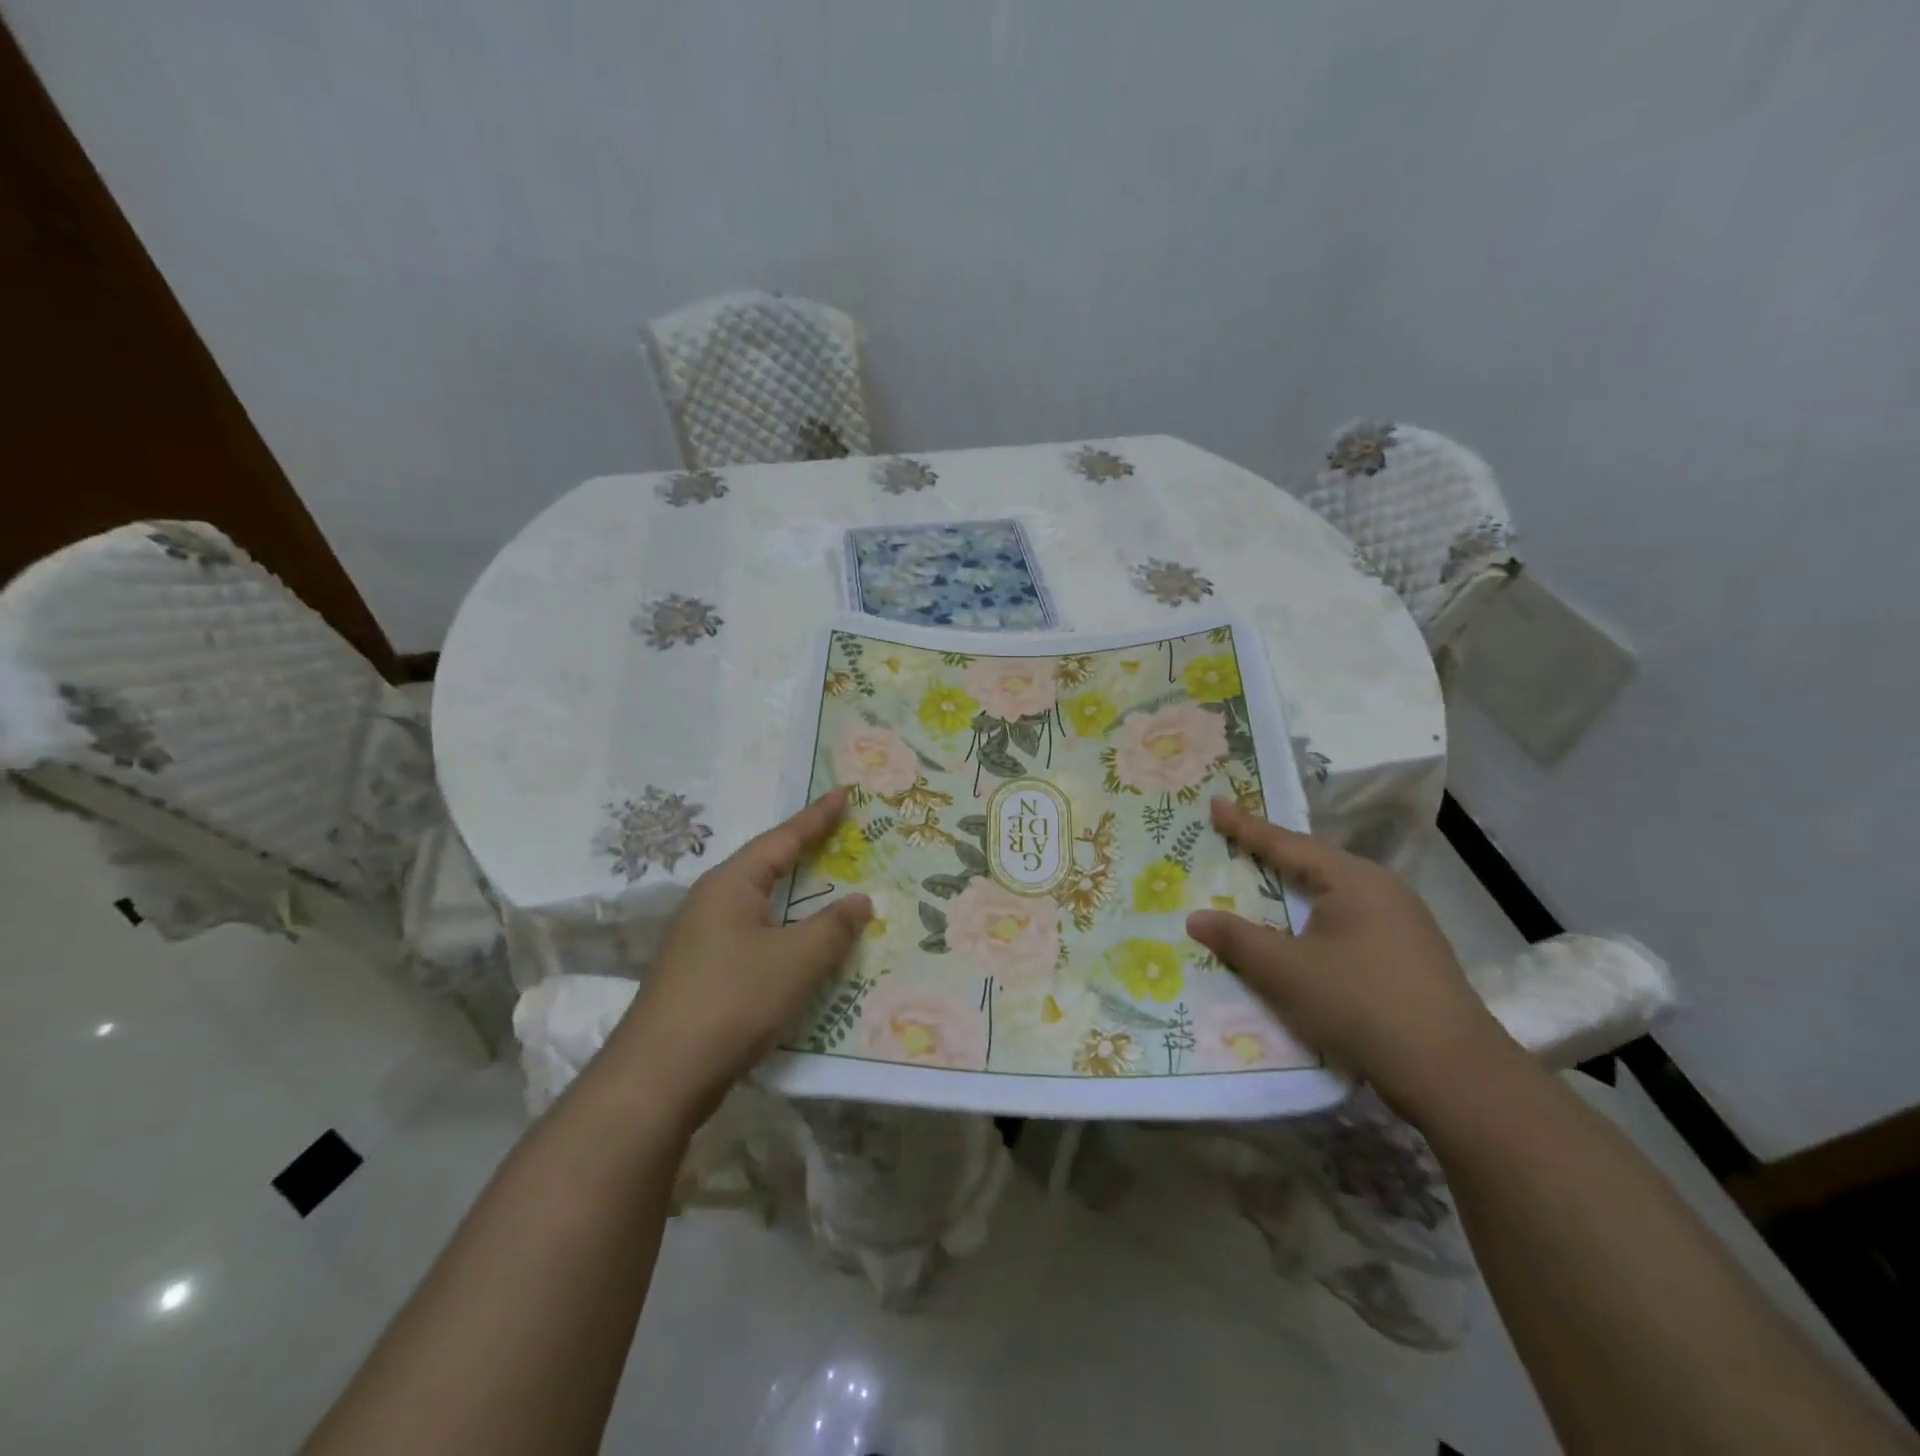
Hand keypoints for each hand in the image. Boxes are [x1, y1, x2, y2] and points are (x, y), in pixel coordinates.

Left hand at [603, 789, 871, 1131]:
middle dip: (806, 851)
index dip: (818, 817)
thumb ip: (833, 927)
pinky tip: (801, 945)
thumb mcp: (796, 961)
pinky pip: (754, 935)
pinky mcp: (702, 972)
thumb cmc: (732, 1001)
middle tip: (844, 836)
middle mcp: (712, 901)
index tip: (845, 793)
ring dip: (797, 896)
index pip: (783, 838)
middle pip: (768, 866)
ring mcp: (702, 938)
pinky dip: (784, 930)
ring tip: (830, 885)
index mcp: (731, 884)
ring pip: (761, 904)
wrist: (658, 1077)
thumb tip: (860, 900)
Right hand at [1185, 797, 1517, 1117]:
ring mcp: (1402, 923)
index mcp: (1353, 879)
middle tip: (1232, 841)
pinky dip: (1314, 919)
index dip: (1245, 826)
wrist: (1454, 1075)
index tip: (1215, 803)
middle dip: (1271, 854)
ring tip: (1259, 884)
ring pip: (1332, 895)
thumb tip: (1195, 917)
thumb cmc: (1361, 1004)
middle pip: (1313, 864)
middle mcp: (1381, 890)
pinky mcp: (1408, 956)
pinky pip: (1348, 921)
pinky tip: (1301, 935)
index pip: (1287, 843)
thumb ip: (1237, 939)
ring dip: (1293, 891)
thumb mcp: (1286, 971)